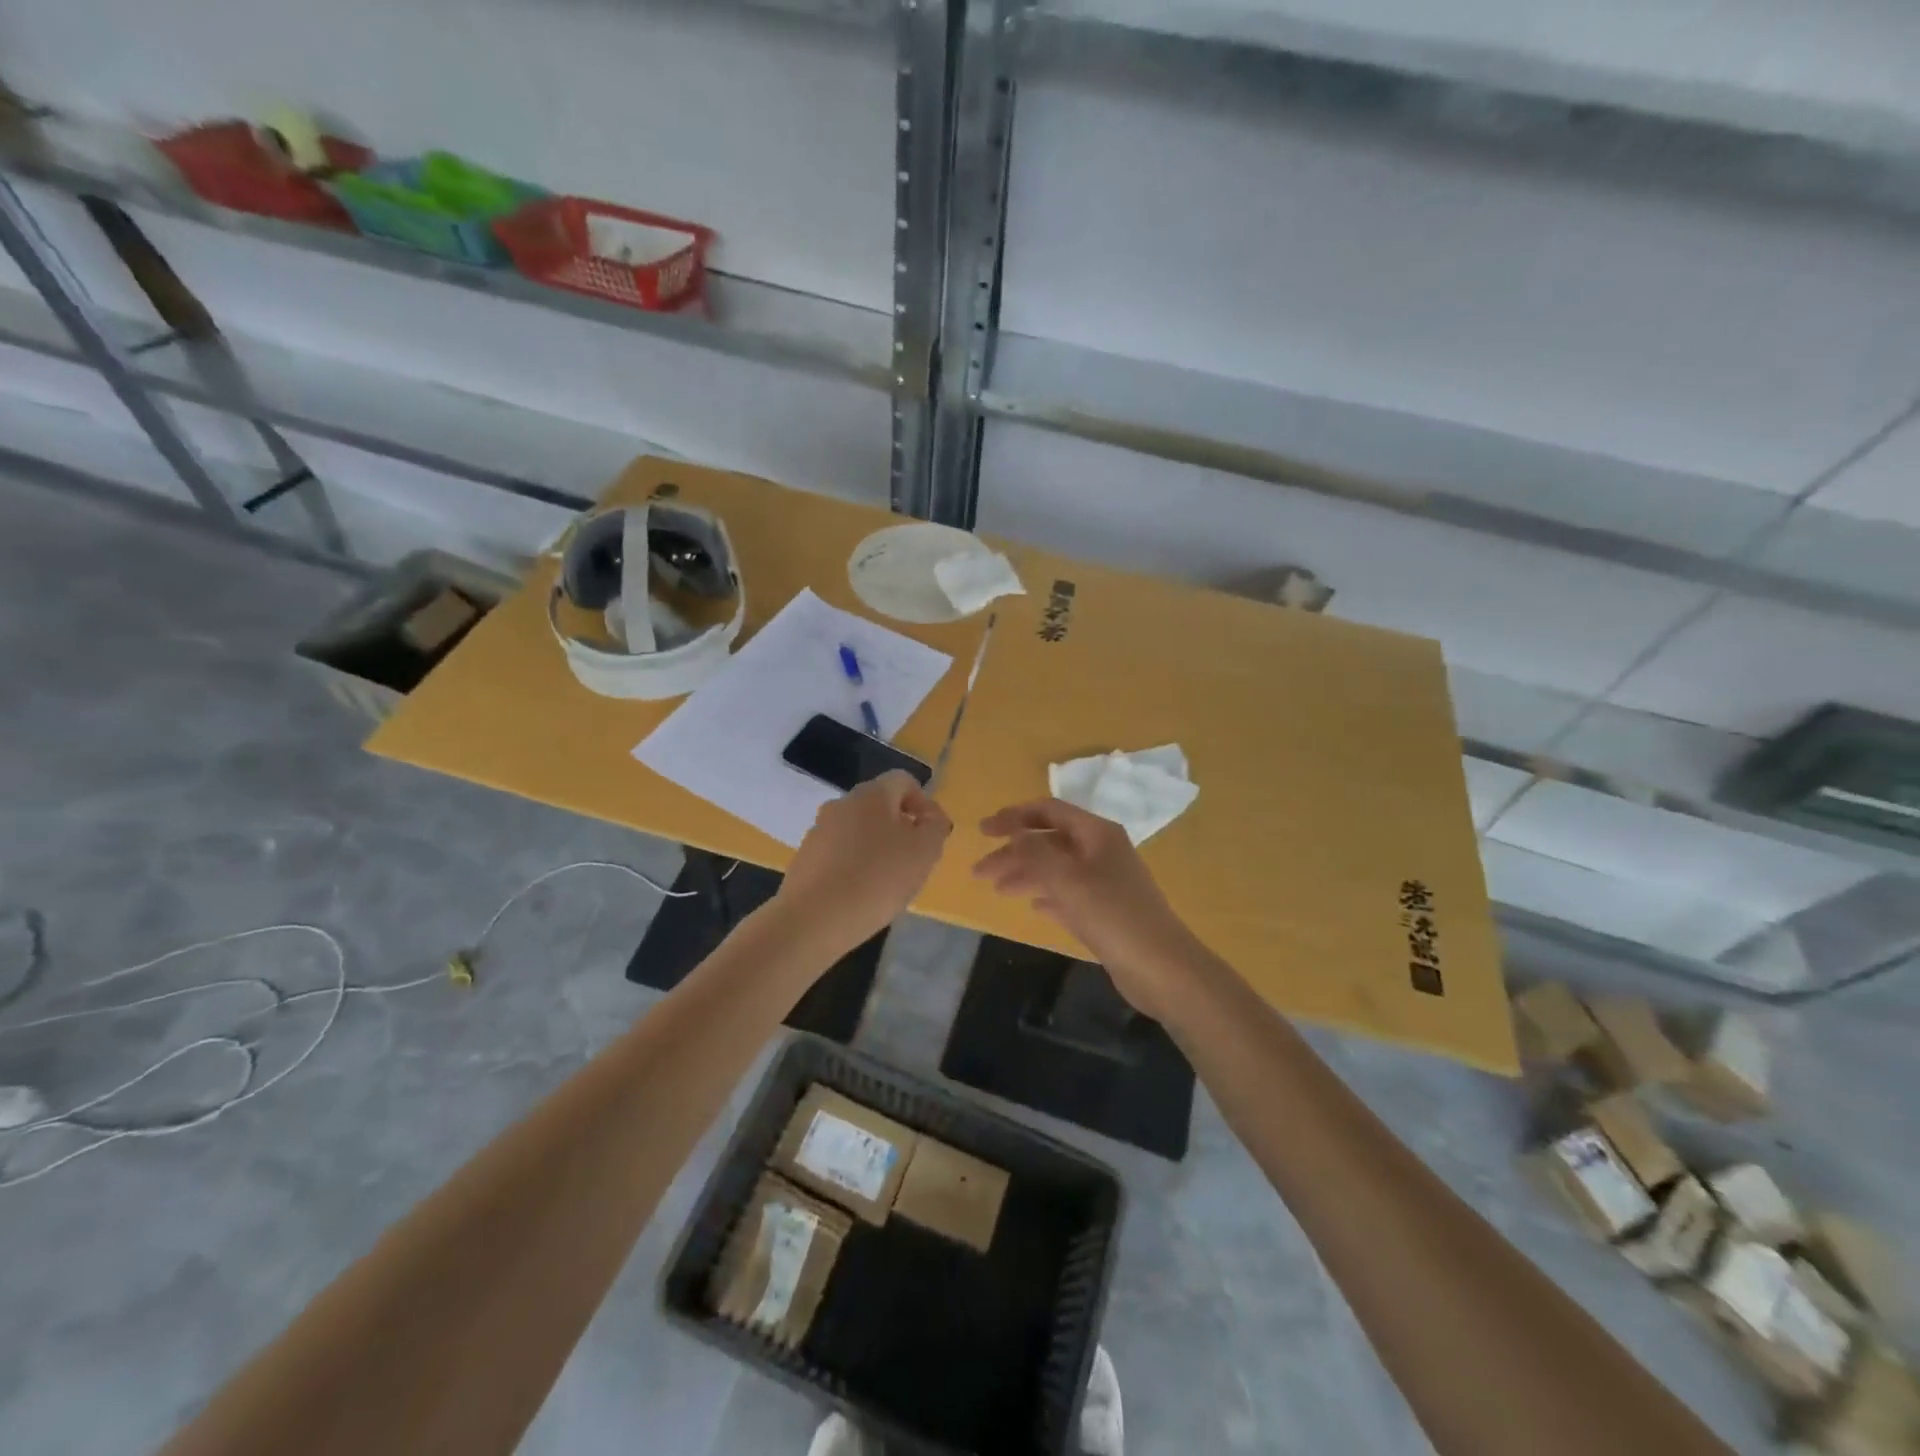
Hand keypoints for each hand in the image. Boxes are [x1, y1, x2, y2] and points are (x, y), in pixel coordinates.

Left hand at [775, 771, 952, 956]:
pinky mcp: (805, 858)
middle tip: (914, 862)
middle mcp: (842, 804)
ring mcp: (819, 831)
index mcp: (872, 794)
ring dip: (877, 848)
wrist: (812, 920)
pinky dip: (855, 866)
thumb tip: (931, 818)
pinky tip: (861, 894)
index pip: (904, 781)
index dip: (924, 803)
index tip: (932, 835)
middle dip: (901, 828)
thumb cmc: (877, 880)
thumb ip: (935, 828)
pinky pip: (839, 853)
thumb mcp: (924, 853)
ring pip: (859, 830)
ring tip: (888, 883)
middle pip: (880, 806)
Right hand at [972, 798, 1205, 1018]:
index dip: (1013, 817)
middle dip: (1013, 852)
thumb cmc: (1113, 915)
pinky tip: (1031, 905)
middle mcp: (1101, 851)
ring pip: (1057, 869)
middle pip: (1049, 841)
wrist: (1161, 968)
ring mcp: (1105, 882)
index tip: (982, 831)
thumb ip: (1036, 852)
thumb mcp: (1068, 879)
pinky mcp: (1106, 911)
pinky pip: (1068, 894)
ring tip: (996, 890)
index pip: (1049, 811)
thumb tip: (1014, 834)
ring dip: (1025, 874)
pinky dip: (1047, 895)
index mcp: (1097, 833)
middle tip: (979, 871)